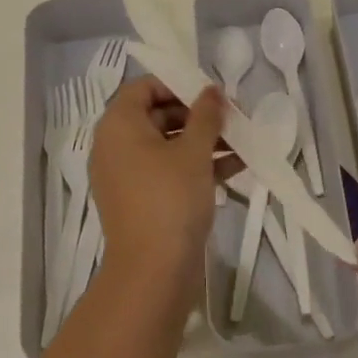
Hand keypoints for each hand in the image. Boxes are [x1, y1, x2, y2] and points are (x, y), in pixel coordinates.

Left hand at [90, 80, 239, 289]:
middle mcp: (115, 145)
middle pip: (157, 115)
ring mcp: (125, 175)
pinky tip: (235, 168)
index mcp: (119, 125)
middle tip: (232, 119)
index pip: (144, 87)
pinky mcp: (139, 200)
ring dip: (203, 142)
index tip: (210, 95)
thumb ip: (206, 115)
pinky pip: (167, 171)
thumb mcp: (194, 151)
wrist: (153, 273)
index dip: (178, 85)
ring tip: (242, 144)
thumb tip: (212, 90)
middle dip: (197, 116)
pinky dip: (195, 166)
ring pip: (166, 145)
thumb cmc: (171, 199)